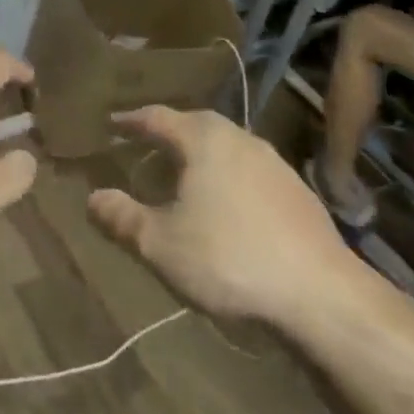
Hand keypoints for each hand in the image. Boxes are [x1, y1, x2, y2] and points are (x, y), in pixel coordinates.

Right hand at [87, 107, 366, 327]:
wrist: (321, 296)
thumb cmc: (228, 259)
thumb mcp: (159, 243)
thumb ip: (121, 217)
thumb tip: (93, 198)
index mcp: (205, 140)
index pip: (158, 117)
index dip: (131, 121)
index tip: (111, 123)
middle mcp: (241, 140)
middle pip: (196, 125)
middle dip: (167, 134)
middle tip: (144, 145)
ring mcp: (275, 165)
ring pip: (226, 148)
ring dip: (199, 155)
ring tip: (180, 175)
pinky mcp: (298, 194)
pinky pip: (248, 172)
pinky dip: (226, 177)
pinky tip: (223, 206)